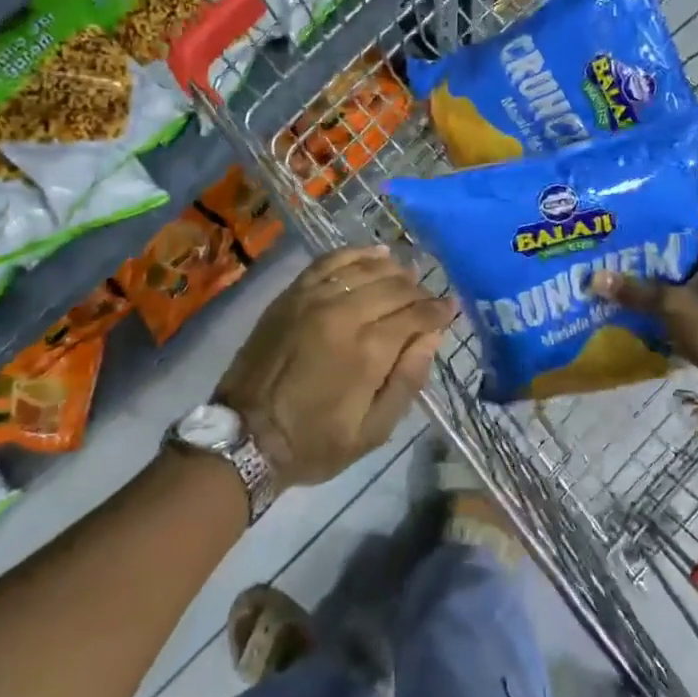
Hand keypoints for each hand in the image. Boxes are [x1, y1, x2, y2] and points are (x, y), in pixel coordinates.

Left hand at [217, 245, 456, 489]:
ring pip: (365, 269)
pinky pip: (329, 262)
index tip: (452, 308)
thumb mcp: (373, 432)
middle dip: (419, 292)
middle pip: (394, 287)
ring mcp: (313, 299)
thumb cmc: (314, 442)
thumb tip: (432, 337)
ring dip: (393, 270)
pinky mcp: (291, 295)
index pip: (416, 315)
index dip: (439, 310)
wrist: (245, 436)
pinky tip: (373, 254)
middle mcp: (344, 314)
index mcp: (368, 351)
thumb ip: (407, 381)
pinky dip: (355, 254)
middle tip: (429, 300)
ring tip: (407, 277)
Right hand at [591, 221, 697, 398]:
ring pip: (685, 269)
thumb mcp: (671, 306)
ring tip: (621, 270)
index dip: (654, 224)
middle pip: (683, 246)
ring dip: (658, 273)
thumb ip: (634, 290)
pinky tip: (640, 294)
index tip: (624, 229)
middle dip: (651, 251)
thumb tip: (594, 278)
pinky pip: (691, 287)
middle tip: (615, 250)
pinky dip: (670, 290)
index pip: (684, 222)